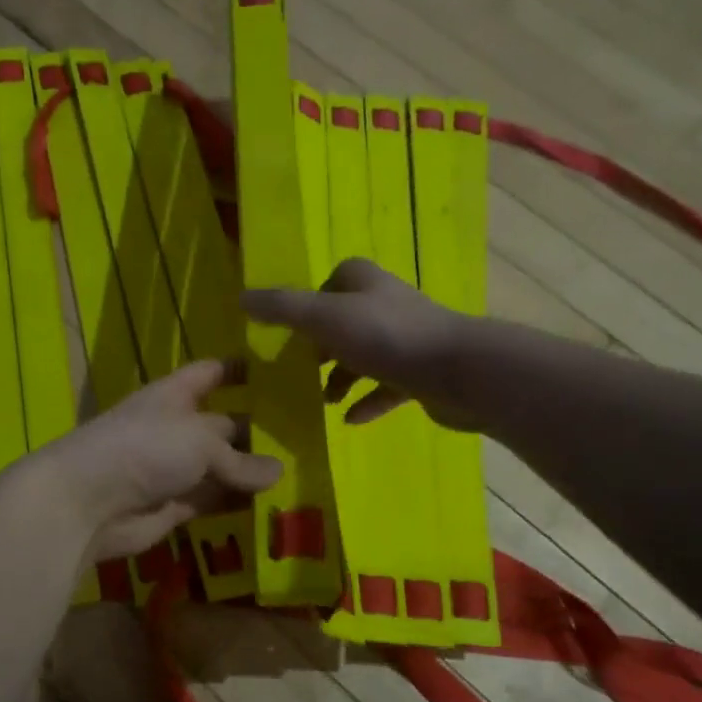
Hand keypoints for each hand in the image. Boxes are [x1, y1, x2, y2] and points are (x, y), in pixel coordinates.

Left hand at [34, 360, 282, 561]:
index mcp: (175, 395)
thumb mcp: (201, 442)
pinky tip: (273, 504)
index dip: (238, 369)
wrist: (90, 502)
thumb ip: (240, 459)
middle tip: (308, 437)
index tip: (276, 370)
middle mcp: (176, 427)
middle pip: (223, 424)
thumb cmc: (146, 449)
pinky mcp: (175, 505)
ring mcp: (175, 468)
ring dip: (251, 472)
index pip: (210, 373)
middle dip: (257, 429)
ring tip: (301, 472)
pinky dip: (237, 502)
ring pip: (221, 467)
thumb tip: (276, 471)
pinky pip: (213, 500)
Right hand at [243, 258, 478, 428]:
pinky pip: (388, 387)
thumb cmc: (386, 337)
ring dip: (343, 377)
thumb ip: (282, 309)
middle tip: (303, 369)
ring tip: (324, 401)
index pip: (335, 280)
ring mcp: (408, 340)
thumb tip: (241, 298)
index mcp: (364, 284)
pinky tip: (351, 420)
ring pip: (366, 355)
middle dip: (324, 344)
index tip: (295, 330)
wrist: (459, 371)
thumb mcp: (323, 318)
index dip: (313, 302)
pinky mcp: (423, 373)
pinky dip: (368, 401)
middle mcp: (387, 306)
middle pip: (347, 320)